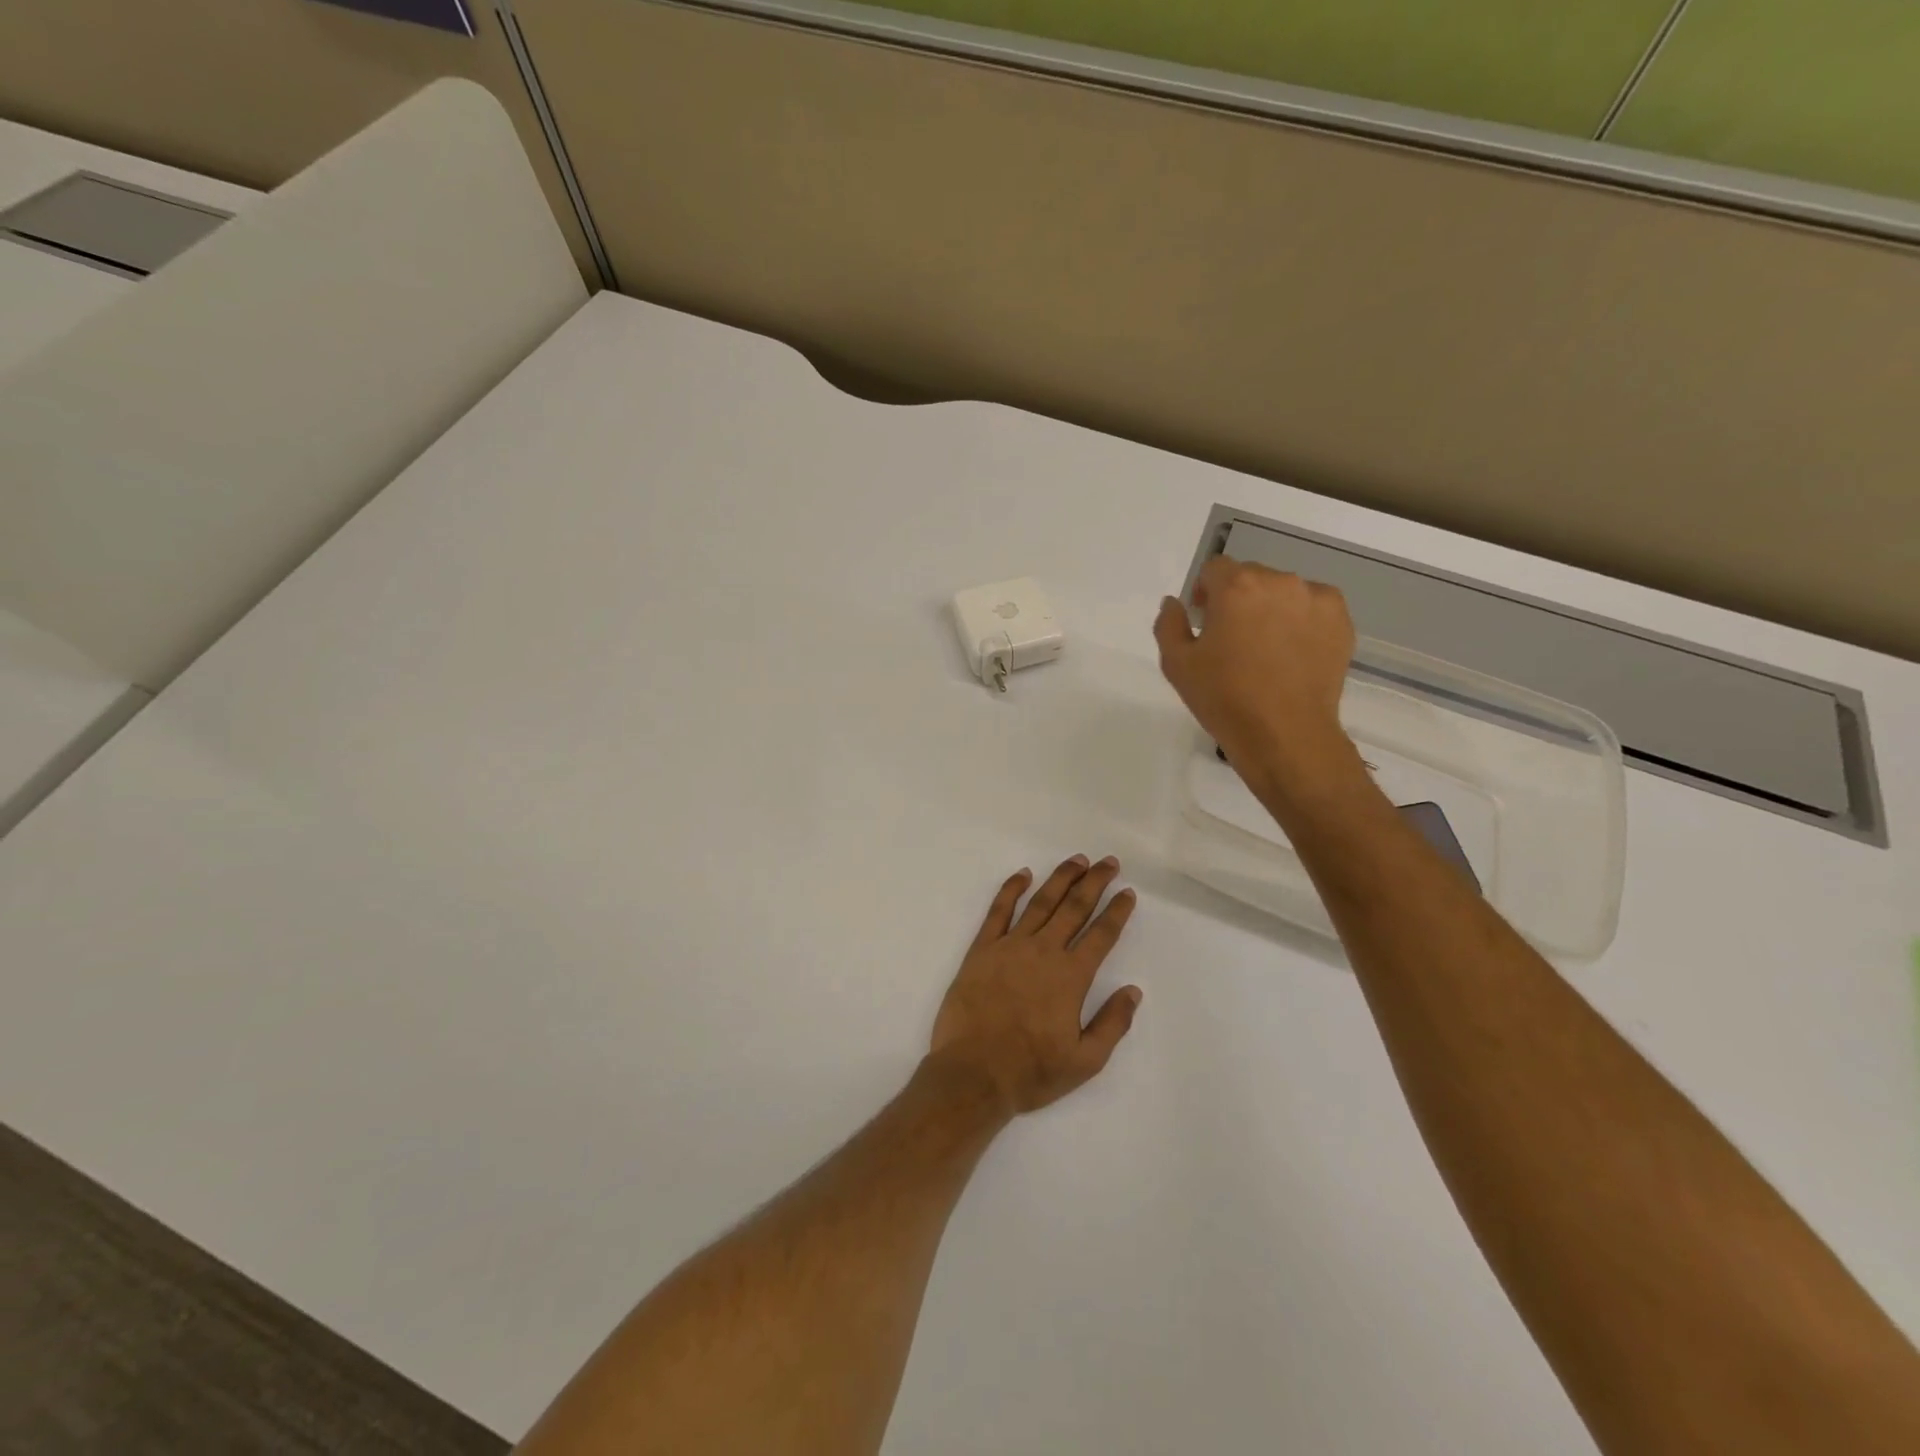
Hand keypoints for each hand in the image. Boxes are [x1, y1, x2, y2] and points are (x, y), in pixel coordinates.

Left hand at [928, 857, 1142, 1116]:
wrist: (973, 1074)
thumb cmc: (1031, 1072)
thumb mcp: (1085, 1061)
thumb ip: (1112, 1023)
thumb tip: (1133, 991)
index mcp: (1071, 976)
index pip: (1101, 934)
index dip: (1117, 911)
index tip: (1128, 893)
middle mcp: (1044, 952)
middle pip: (1074, 907)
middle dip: (1094, 882)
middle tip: (1109, 862)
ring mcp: (1010, 946)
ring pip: (1040, 902)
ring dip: (1061, 878)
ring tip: (1077, 860)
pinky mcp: (981, 949)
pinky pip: (998, 911)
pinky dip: (1011, 889)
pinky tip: (1023, 874)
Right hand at [1154, 557, 1362, 804]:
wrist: (1285, 736)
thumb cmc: (1224, 699)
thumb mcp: (1177, 664)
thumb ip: (1169, 624)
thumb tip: (1175, 603)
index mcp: (1237, 587)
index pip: (1215, 568)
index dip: (1205, 591)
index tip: (1204, 619)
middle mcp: (1279, 582)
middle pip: (1251, 576)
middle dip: (1238, 598)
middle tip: (1233, 638)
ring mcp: (1316, 600)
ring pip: (1283, 592)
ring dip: (1270, 608)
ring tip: (1266, 648)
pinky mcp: (1340, 621)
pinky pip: (1312, 608)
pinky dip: (1300, 622)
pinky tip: (1291, 654)